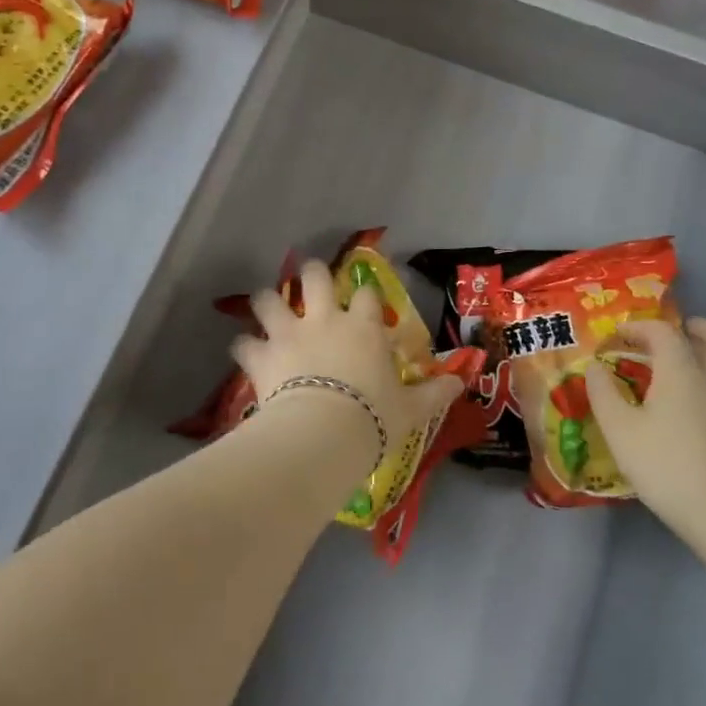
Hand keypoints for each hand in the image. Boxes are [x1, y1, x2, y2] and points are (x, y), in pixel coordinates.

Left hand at [231, 260, 460, 454]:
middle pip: (314, 278)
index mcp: (362, 327)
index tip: (364, 297)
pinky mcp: (261, 355)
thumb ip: (435, 393)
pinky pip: (244, 343)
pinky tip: (244, 352)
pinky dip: (244, 347)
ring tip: (265, 304)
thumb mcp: (411, 408)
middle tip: (308, 276)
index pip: (366, 295)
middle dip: (310, 273)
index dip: (365, 293)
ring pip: (269, 300)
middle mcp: (324, 320)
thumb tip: (461, 382)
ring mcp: (289, 334)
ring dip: (266, 301)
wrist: (324, 432)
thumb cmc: (373, 416)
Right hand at [585, 317, 705, 548]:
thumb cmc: (668, 465)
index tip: (616, 336)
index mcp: (683, 372)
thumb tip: (595, 367)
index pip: (664, 332)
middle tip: (679, 330)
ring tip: (683, 365)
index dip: (639, 328)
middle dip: (699, 329)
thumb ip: (604, 394)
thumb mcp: (621, 430)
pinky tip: (688, 406)